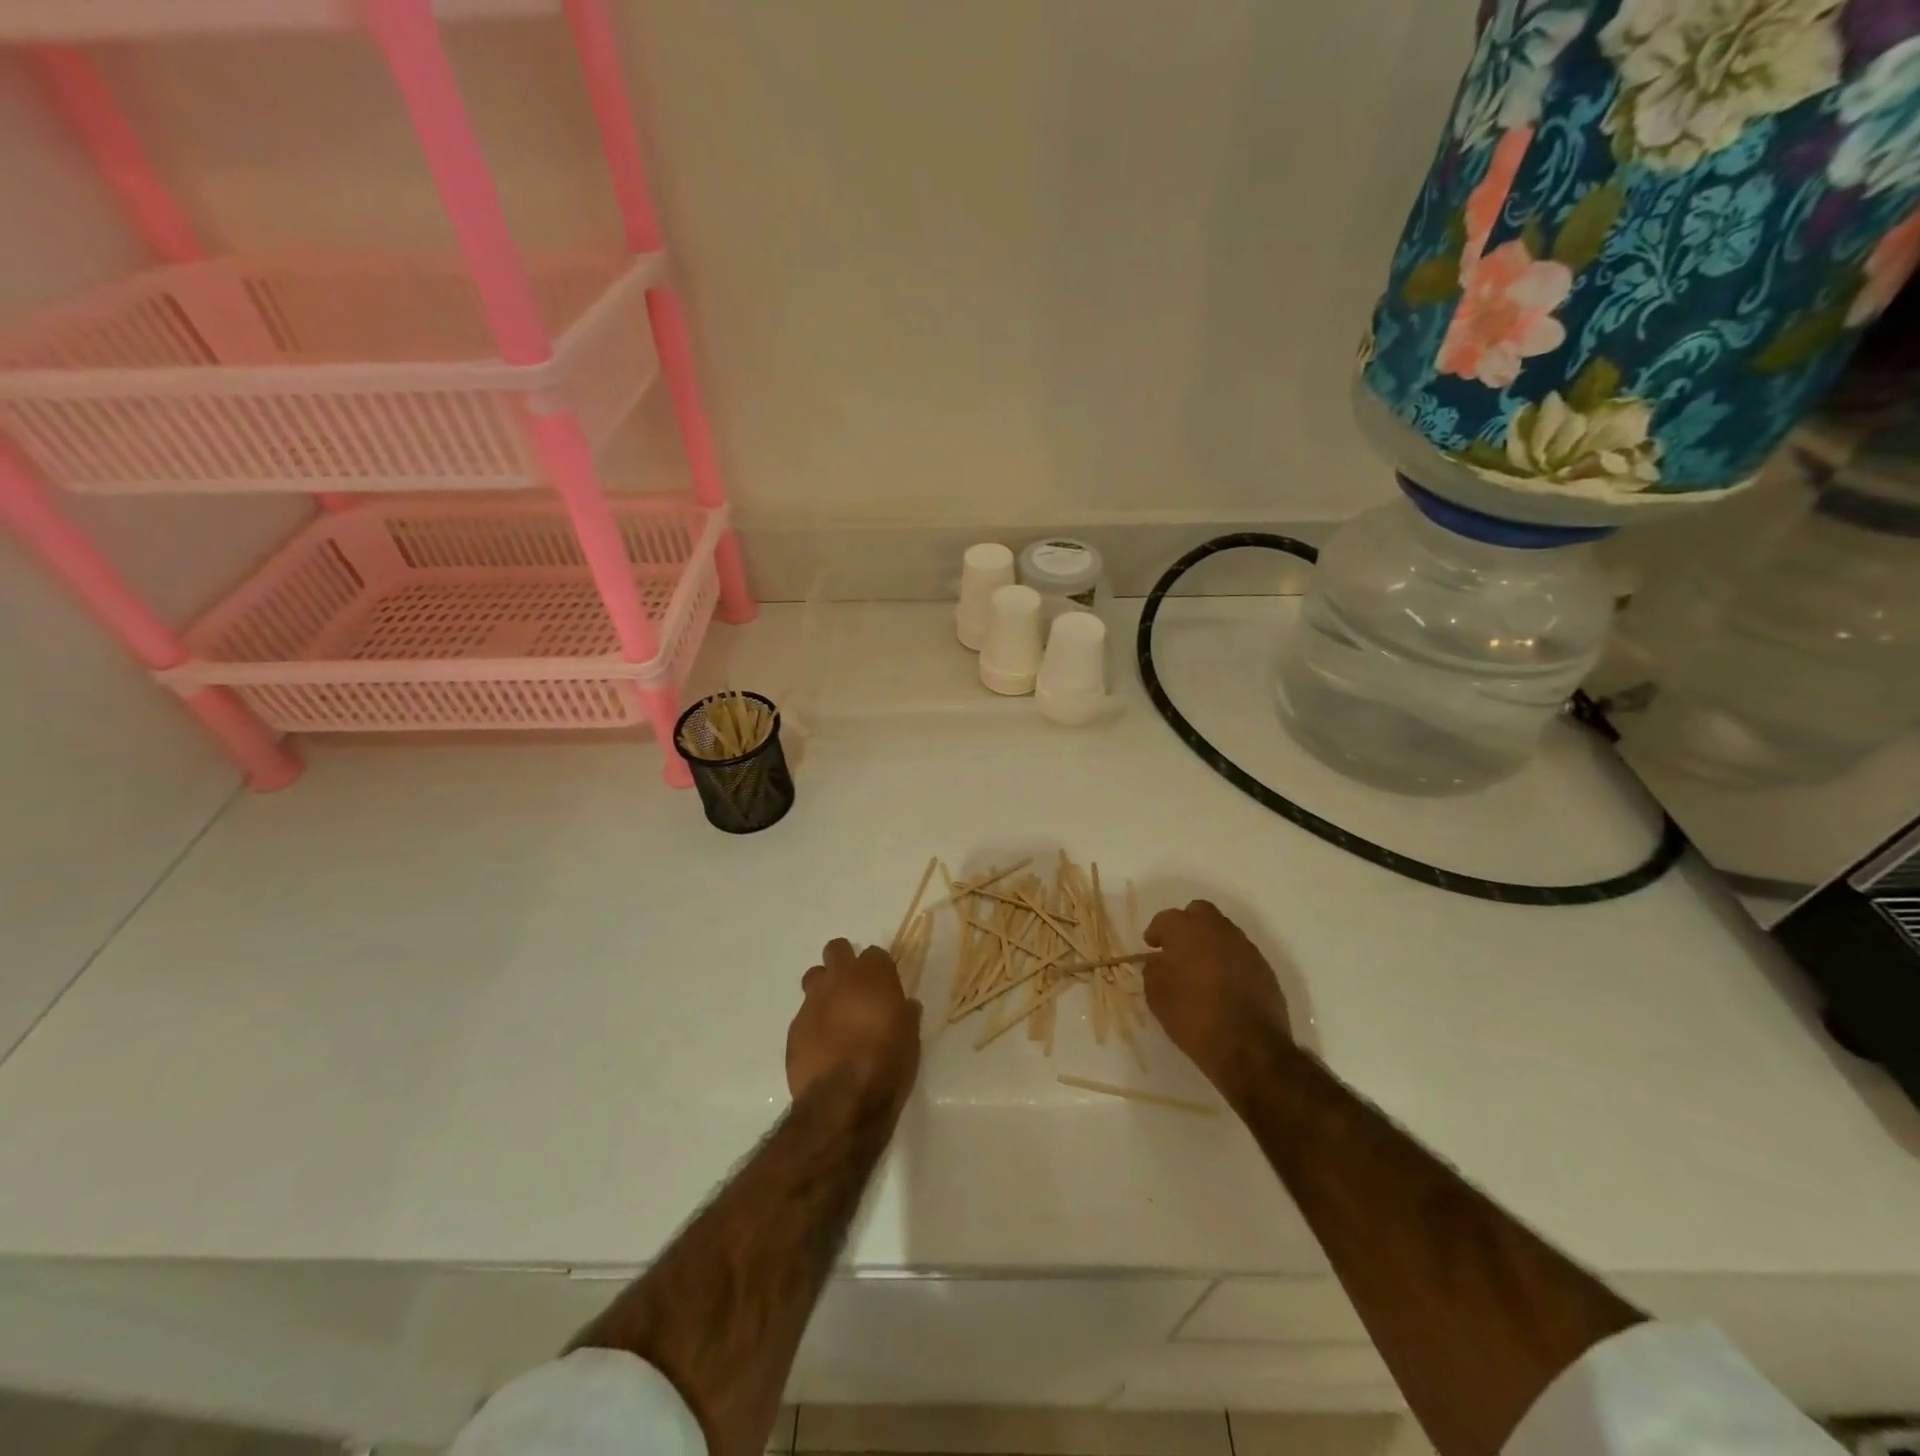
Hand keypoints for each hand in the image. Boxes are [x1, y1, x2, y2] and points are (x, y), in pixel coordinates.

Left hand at [787, 939, 921, 1108]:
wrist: (842, 1101)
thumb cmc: (887, 1064)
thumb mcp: (910, 1039)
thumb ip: (905, 1015)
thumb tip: (906, 1006)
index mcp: (873, 976)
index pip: (875, 953)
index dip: (879, 969)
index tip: (884, 986)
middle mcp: (840, 980)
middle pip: (837, 949)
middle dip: (844, 961)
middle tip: (854, 988)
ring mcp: (813, 1002)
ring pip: (814, 976)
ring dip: (824, 987)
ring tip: (834, 1012)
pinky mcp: (795, 1027)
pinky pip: (804, 1013)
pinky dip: (813, 1022)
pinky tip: (822, 1044)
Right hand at [1144, 900, 1291, 1097]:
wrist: (1249, 1048)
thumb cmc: (1193, 1017)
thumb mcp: (1157, 995)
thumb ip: (1154, 969)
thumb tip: (1160, 961)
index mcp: (1187, 930)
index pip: (1166, 918)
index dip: (1156, 931)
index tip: (1152, 946)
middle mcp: (1218, 929)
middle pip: (1200, 912)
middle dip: (1186, 924)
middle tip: (1177, 947)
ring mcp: (1245, 947)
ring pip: (1223, 931)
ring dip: (1209, 942)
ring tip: (1201, 967)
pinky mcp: (1264, 967)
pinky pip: (1240, 953)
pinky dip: (1228, 960)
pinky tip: (1223, 983)